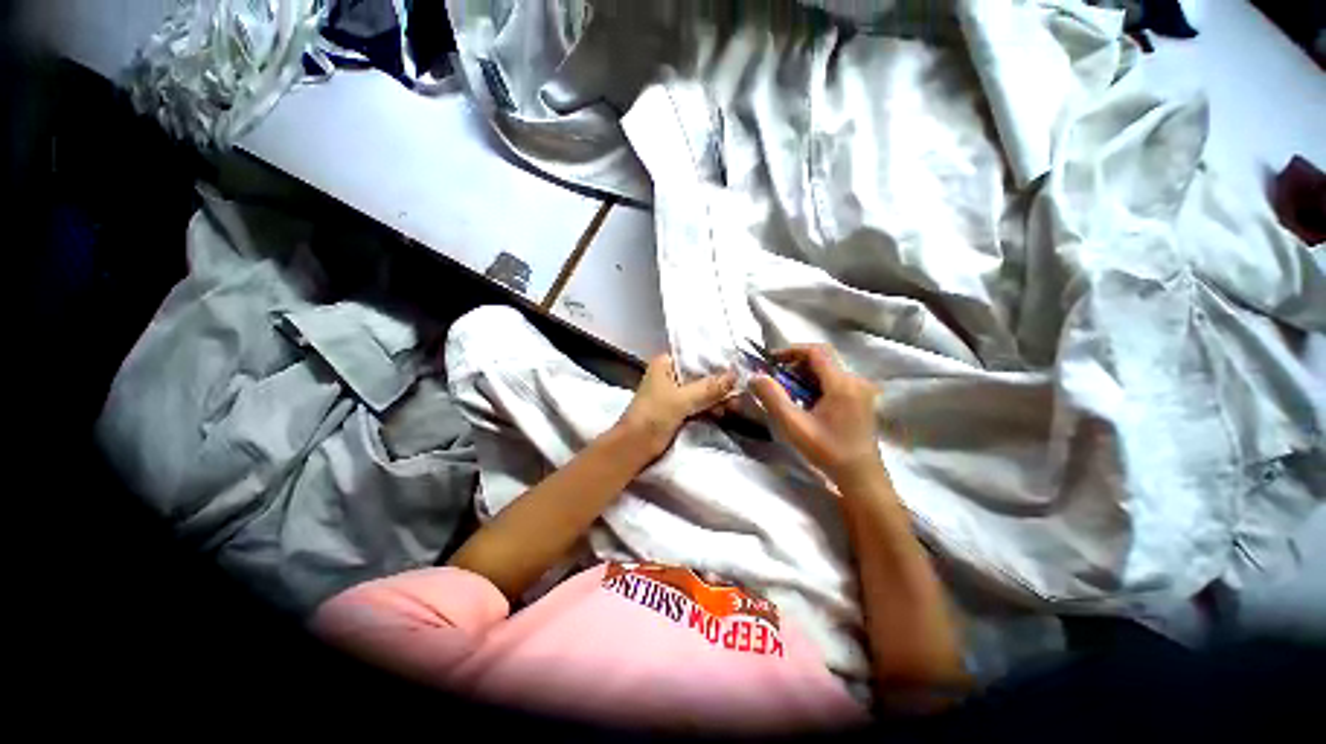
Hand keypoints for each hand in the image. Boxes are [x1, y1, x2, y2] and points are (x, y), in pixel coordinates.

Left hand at [617, 355, 735, 458]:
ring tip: (737, 403)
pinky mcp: (677, 409)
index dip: (716, 361)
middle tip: (742, 389)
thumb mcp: (682, 400)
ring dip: (717, 397)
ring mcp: (673, 393)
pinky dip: (711, 407)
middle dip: (720, 383)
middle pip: (700, 374)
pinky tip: (726, 411)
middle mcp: (670, 374)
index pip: (695, 356)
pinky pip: (699, 403)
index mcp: (665, 364)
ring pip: (701, 390)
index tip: (739, 366)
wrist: (634, 448)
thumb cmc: (653, 417)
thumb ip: (709, 387)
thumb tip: (736, 375)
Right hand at [750, 344, 881, 480]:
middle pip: (823, 359)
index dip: (791, 350)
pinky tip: (805, 401)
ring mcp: (861, 390)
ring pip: (829, 370)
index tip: (771, 360)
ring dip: (805, 374)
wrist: (860, 477)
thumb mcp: (793, 425)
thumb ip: (772, 397)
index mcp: (842, 383)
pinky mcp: (861, 400)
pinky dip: (816, 383)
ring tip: (787, 390)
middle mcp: (856, 380)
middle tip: (776, 376)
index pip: (816, 351)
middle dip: (796, 363)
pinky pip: (836, 381)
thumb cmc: (827, 451)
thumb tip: (755, 376)